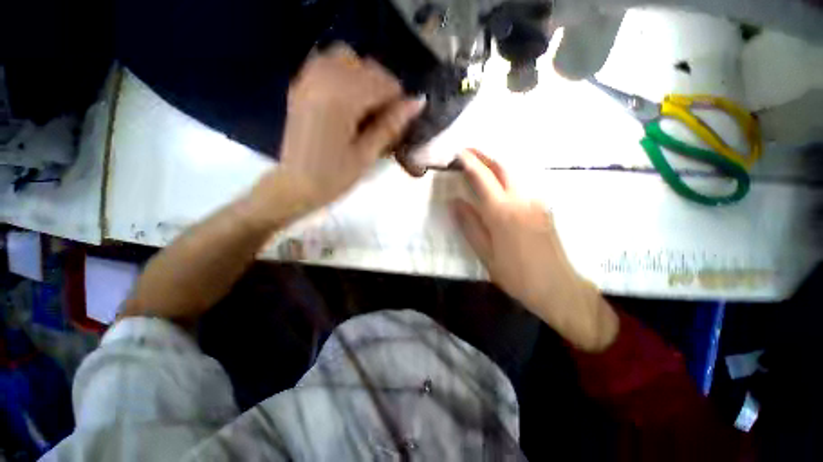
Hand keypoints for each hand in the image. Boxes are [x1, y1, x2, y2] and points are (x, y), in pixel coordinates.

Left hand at [274, 44, 424, 210]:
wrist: (294, 185)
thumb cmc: (333, 178)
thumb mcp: (366, 155)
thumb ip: (390, 125)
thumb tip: (417, 103)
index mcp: (341, 98)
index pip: (383, 82)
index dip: (398, 101)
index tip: (400, 123)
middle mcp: (323, 77)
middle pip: (366, 65)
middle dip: (382, 89)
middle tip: (384, 118)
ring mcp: (308, 78)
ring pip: (347, 58)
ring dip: (363, 79)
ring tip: (366, 109)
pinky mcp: (301, 85)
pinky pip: (328, 65)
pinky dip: (345, 77)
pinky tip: (347, 102)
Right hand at [450, 149, 618, 351]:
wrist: (558, 287)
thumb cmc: (516, 274)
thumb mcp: (485, 254)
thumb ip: (470, 225)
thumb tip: (455, 202)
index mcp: (502, 212)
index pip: (483, 178)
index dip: (470, 163)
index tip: (459, 153)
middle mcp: (521, 200)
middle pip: (503, 167)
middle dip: (485, 156)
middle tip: (469, 152)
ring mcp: (536, 202)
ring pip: (516, 173)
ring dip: (497, 164)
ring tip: (482, 165)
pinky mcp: (545, 207)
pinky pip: (523, 184)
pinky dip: (508, 176)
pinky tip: (500, 182)